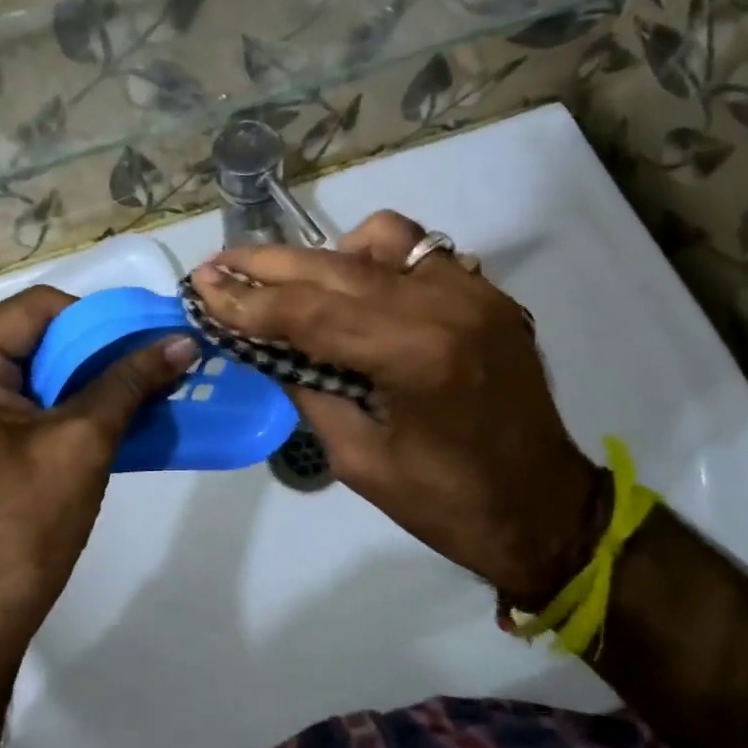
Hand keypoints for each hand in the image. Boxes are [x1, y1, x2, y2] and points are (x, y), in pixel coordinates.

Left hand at [0, 285, 196, 658]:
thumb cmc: (23, 524)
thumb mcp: (83, 442)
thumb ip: (131, 381)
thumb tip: (184, 340)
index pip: (39, 308)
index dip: (100, 317)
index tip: (150, 335)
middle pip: (37, 333)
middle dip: (99, 347)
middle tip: (156, 356)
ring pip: (38, 363)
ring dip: (90, 373)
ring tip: (145, 380)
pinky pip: (29, 394)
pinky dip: (71, 397)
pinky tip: (116, 408)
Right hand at [189, 212, 600, 609]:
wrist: (547, 509)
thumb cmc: (447, 504)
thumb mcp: (357, 458)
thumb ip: (307, 387)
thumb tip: (261, 342)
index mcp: (416, 356)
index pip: (309, 311)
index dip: (246, 299)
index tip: (200, 286)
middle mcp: (447, 305)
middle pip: (335, 265)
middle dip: (267, 264)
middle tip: (219, 266)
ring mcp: (473, 290)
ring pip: (379, 237)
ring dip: (325, 256)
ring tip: (294, 283)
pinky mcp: (485, 292)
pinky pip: (418, 250)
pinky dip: (375, 259)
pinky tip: (357, 287)